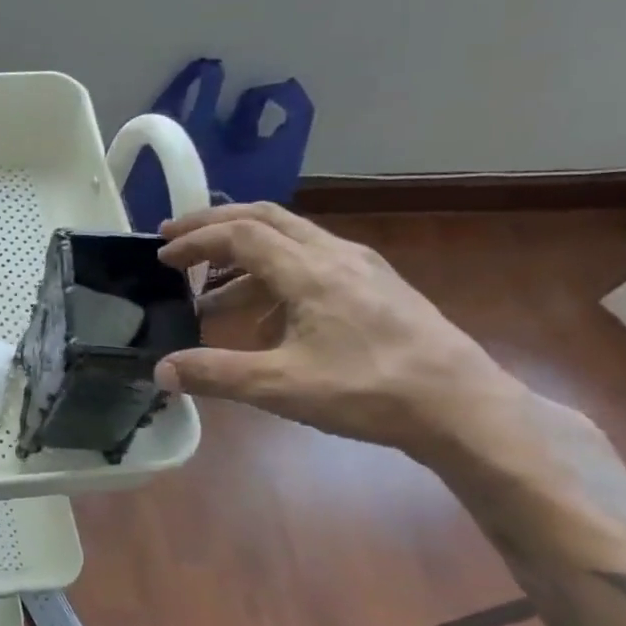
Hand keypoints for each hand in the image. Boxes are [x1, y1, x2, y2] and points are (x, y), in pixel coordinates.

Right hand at [155, 204, 531, 460]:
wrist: (464, 408)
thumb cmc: (369, 391)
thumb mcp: (281, 387)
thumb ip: (216, 374)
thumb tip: (160, 371)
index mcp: (310, 271)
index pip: (239, 235)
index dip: (195, 240)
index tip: (161, 255)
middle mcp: (335, 255)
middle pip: (265, 218)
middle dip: (214, 224)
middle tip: (176, 239)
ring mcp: (360, 267)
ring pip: (290, 239)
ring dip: (243, 256)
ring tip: (210, 292)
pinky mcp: (376, 286)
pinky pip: (312, 262)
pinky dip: (273, 275)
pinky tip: (267, 319)